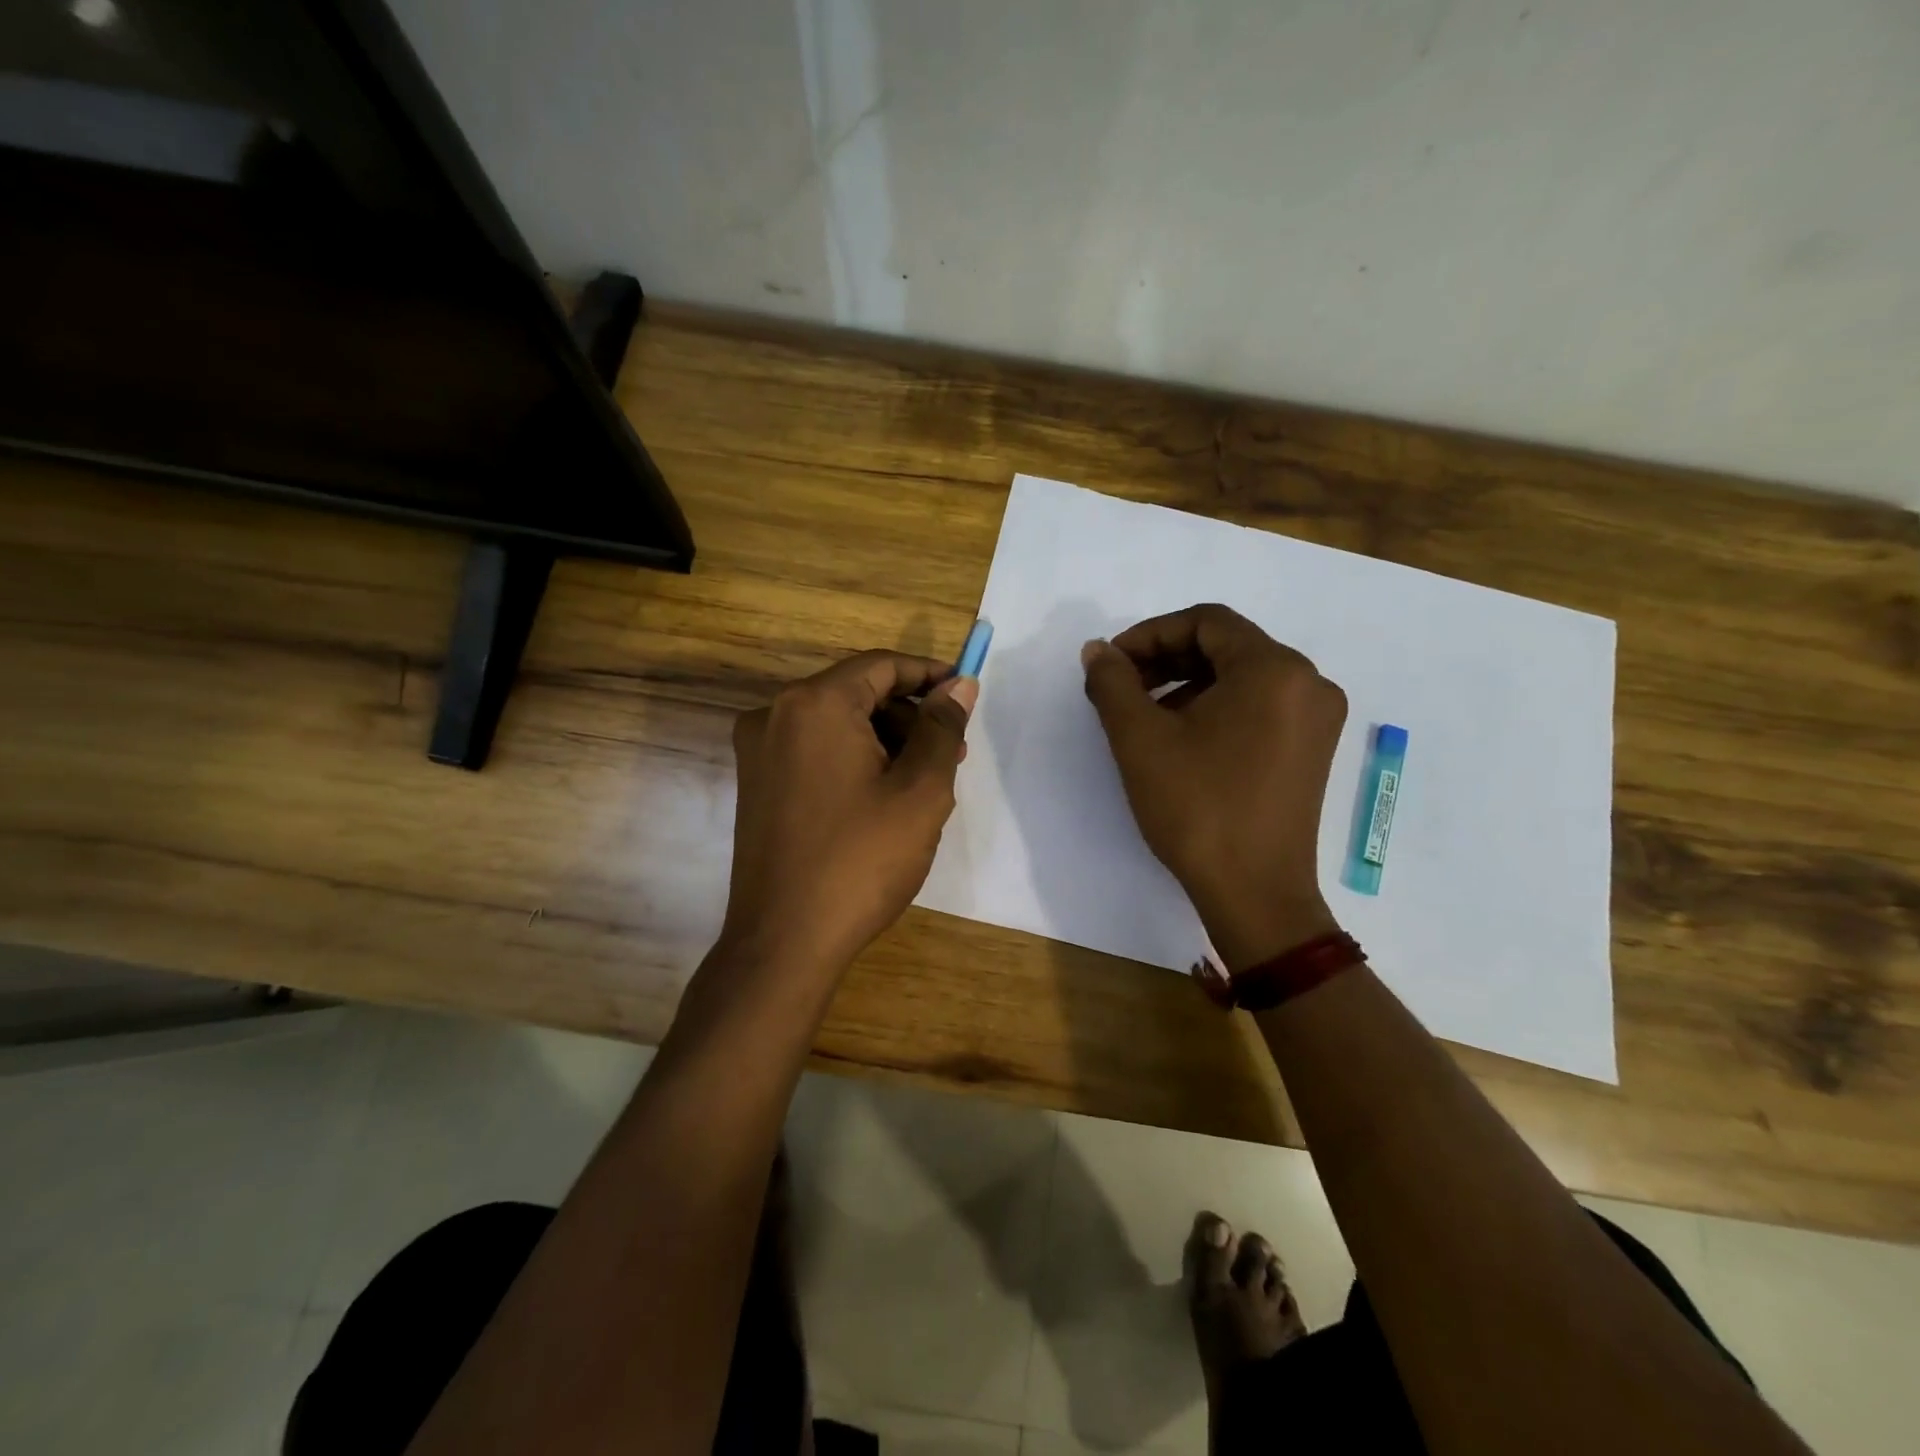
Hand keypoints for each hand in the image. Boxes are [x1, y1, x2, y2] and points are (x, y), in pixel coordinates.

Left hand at [722, 650, 975, 972]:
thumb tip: (960, 686)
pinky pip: (815, 752)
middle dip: (909, 717)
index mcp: (814, 705)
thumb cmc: (861, 861)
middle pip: (857, 693)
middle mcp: (775, 715)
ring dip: (885, 741)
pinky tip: (883, 801)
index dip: (929, 675)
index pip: (881, 666)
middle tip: (951, 755)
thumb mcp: (920, 791)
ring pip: (837, 725)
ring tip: (923, 785)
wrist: (784, 942)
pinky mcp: (756, 785)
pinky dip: (854, 761)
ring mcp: (759, 752)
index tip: (965, 696)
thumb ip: (942, 729)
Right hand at [1082, 604, 1346, 970]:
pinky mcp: (1313, 748)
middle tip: (1121, 687)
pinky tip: (1182, 737)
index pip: (1205, 621)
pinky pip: (1260, 705)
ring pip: (1242, 677)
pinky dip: (1216, 707)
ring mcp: (1317, 718)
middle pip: (1226, 646)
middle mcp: (1308, 682)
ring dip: (1188, 683)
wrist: (1254, 894)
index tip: (1111, 665)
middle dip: (1167, 659)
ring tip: (1144, 716)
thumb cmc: (1197, 808)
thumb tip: (1097, 651)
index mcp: (1274, 669)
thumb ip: (1113, 683)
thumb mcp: (1140, 740)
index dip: (1150, 634)